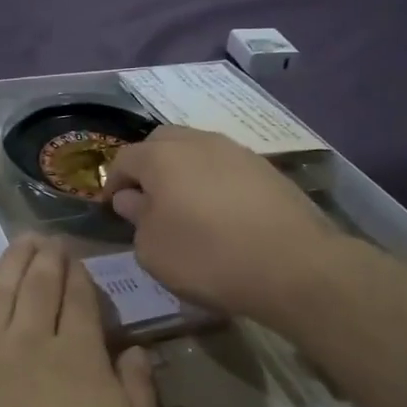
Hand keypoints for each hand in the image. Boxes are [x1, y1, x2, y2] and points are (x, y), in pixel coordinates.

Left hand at [0, 237, 159, 406]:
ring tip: (16, 246)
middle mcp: (27, 343)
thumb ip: (137, 395)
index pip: (79, 302)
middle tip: (45, 237)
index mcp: (76, 356)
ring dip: (8, 269)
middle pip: (37, 288)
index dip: (78, 275)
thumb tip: (134, 352)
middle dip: (44, 259)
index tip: (75, 254)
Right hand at [104, 125, 337, 324]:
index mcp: (161, 157)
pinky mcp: (267, 169)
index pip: (124, 158)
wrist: (295, 265)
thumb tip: (132, 199)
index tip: (112, 207)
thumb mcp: (153, 249)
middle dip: (148, 166)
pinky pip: (226, 167)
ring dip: (184, 171)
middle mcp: (198, 142)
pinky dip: (214, 182)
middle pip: (162, 141)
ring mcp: (237, 151)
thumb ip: (136, 218)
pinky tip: (221, 213)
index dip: (113, 182)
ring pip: (197, 150)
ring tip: (186, 206)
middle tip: (147, 199)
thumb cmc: (208, 257)